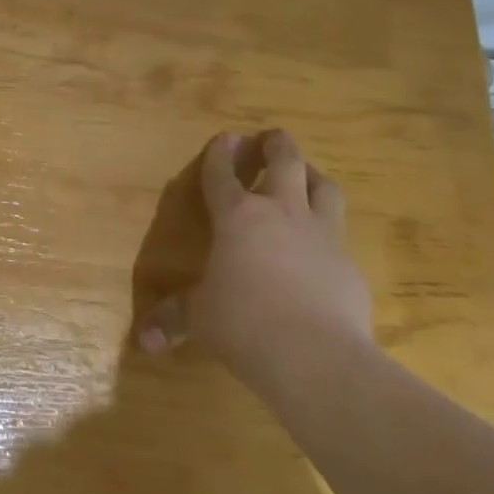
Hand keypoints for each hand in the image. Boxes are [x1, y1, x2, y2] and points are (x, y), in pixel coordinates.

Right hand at [136, 130, 373, 378]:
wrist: (317, 356)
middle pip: (285, 161)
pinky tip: (323, 249)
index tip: (225, 138)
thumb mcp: (201, 319)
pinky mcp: (350, 264)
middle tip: (271, 138)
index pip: (223, 174)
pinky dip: (329, 232)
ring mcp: (321, 235)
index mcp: (237, 217)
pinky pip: (340, 235)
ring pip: (324, 187)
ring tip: (306, 177)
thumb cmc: (244, 324)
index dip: (220, 154)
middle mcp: (281, 213)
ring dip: (312, 175)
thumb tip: (144, 341)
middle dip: (276, 144)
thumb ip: (174, 319)